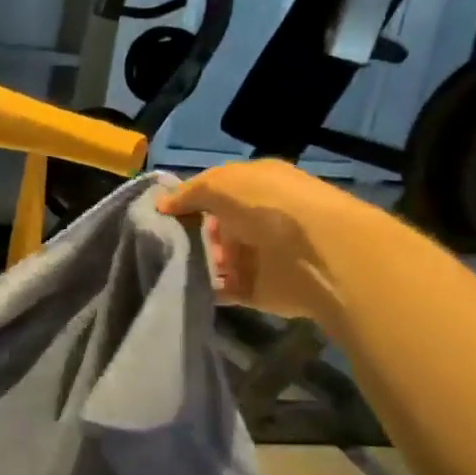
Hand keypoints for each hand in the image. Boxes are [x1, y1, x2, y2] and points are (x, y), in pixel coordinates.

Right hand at [156, 158, 378, 323]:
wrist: (316, 255)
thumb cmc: (268, 206)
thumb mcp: (220, 184)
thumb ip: (188, 193)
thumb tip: (161, 205)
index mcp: (256, 187)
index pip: (216, 193)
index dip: (188, 201)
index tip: (159, 214)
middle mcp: (259, 220)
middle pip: (215, 228)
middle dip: (189, 235)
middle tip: (161, 242)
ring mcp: (259, 257)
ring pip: (217, 260)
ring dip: (195, 263)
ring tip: (168, 266)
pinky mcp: (258, 290)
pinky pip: (224, 291)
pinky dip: (206, 290)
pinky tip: (183, 287)